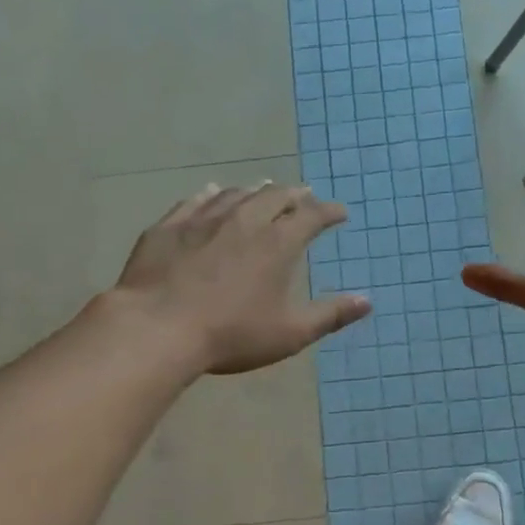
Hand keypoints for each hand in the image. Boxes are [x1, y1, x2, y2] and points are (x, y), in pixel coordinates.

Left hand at [114, 181, 370, 374]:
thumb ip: (330, 315)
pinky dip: (211, 195)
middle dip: (294, 195)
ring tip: (264, 190)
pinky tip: (212, 193)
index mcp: (277, 243)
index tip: (340, 213)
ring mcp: (203, 220)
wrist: (157, 329)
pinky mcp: (169, 227)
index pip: (312, 216)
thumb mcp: (290, 333)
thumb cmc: (231, 335)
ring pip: (236, 194)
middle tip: (304, 196)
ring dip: (256, 191)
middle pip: (275, 196)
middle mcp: (244, 220)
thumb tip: (367, 301)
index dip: (329, 212)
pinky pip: (195, 200)